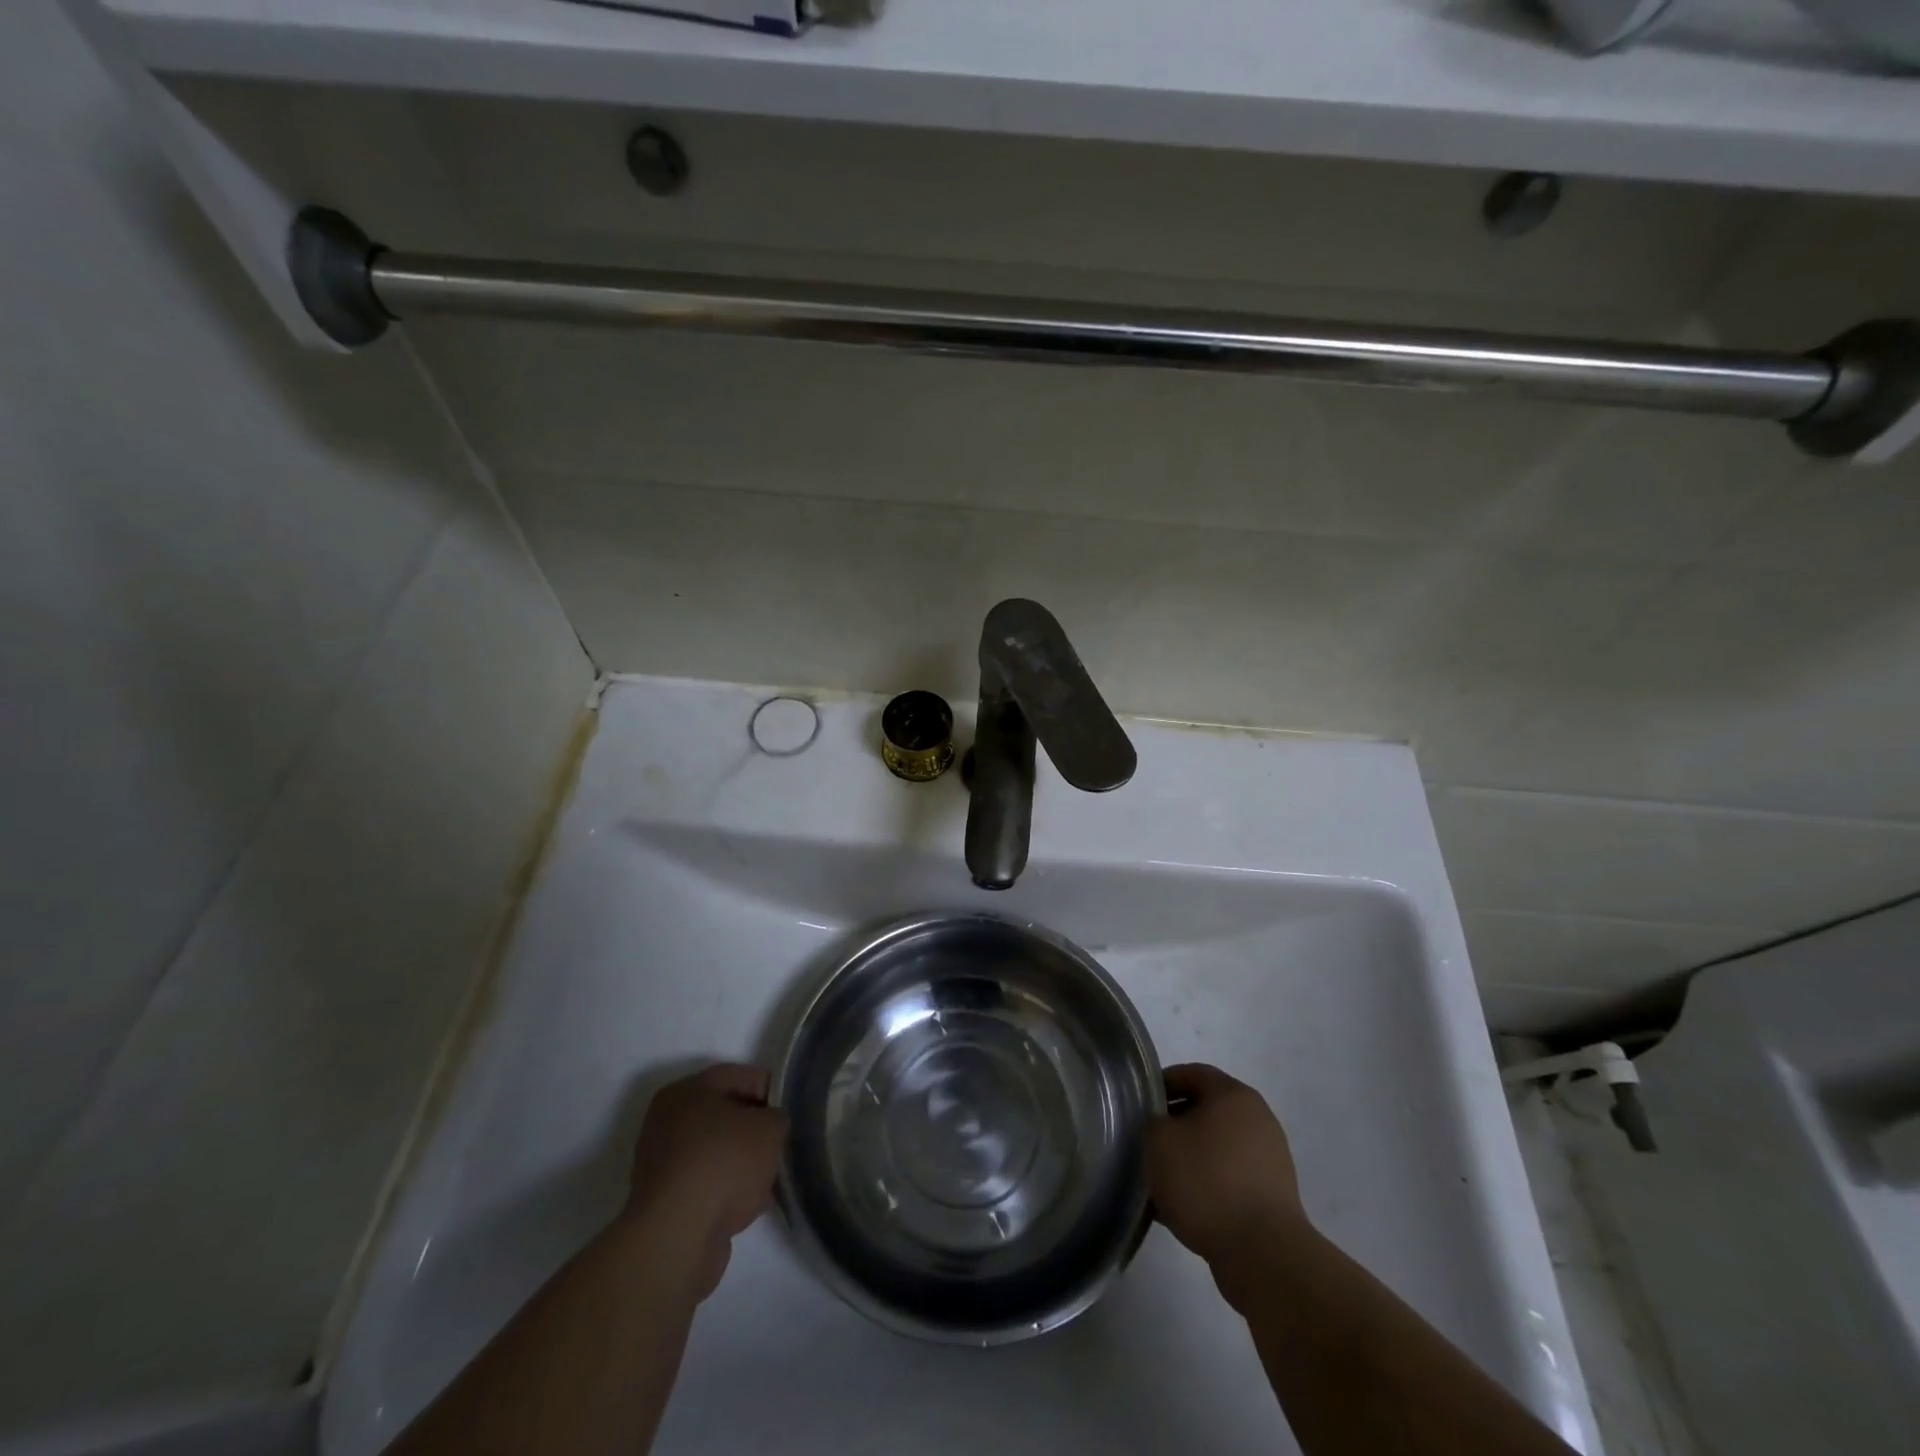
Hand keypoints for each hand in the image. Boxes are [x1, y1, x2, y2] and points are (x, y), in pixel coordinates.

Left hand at [625, 1063, 786, 1298]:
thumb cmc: (724, 1163)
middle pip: (727, 1115)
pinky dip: (728, 1190)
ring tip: (771, 1178)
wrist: (678, 1238)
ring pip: (718, 1152)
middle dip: (756, 1130)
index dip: (772, 1091)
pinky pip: (708, 1184)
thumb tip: (770, 1127)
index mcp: (687, 1090)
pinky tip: (751, 1203)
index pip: (741, 1076)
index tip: (791, 1113)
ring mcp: (663, 1164)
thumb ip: (777, 1117)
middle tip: (782, 1144)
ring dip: (743, 1163)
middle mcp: (668, 1121)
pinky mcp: (665, 1202)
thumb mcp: (770, 1127)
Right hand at [1147, 1064, 1308, 1270]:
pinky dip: (1207, 1185)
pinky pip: (1230, 1179)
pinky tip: (1183, 1207)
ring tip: (1161, 1181)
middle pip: (1206, 1110)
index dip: (1162, 1084)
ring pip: (1217, 1147)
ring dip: (1190, 1158)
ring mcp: (1270, 1160)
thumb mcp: (1159, 1141)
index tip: (1140, 1104)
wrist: (1262, 1253)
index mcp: (1234, 1095)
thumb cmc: (1206, 1181)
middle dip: (1175, 1124)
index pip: (1192, 1073)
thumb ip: (1152, 1122)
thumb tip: (1162, 1128)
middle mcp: (1258, 1119)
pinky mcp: (1273, 1196)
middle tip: (1147, 1142)